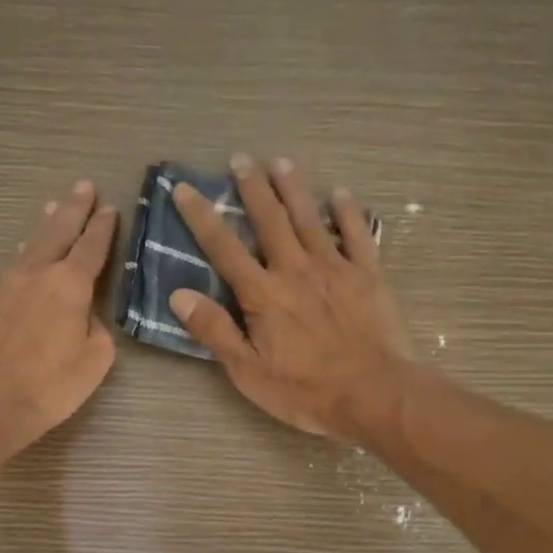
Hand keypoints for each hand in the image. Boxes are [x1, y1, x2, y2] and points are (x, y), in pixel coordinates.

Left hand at [0, 182, 117, 462]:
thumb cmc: (49, 386)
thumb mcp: (95, 361)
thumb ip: (98, 330)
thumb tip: (85, 317)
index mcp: (69, 284)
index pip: (91, 247)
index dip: (103, 228)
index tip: (110, 209)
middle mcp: (38, 272)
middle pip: (58, 231)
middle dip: (73, 208)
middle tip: (83, 187)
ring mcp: (9, 283)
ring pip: (32, 242)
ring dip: (46, 222)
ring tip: (54, 205)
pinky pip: (14, 261)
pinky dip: (26, 247)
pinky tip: (26, 246)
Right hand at [169, 155, 410, 436]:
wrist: (373, 393)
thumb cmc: (305, 390)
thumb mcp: (248, 371)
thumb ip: (214, 331)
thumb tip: (179, 294)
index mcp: (262, 294)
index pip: (223, 247)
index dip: (201, 216)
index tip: (184, 188)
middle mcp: (295, 270)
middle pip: (269, 220)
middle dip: (252, 188)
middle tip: (240, 159)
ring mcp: (335, 268)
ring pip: (310, 218)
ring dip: (294, 189)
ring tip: (281, 162)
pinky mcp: (368, 275)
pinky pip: (357, 234)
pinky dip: (349, 212)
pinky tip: (341, 194)